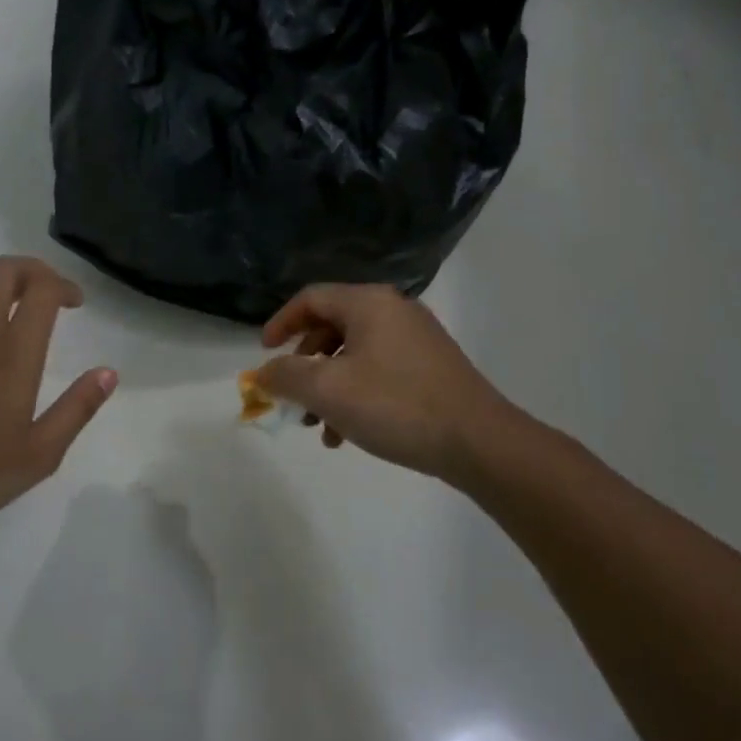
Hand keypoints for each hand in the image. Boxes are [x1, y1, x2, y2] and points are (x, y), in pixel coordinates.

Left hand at [0, 257, 117, 527]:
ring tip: (9, 327)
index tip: (74, 302)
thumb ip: (77, 409)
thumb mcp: (39, 454)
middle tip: (45, 293)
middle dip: (30, 270)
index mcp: (12, 355)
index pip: (40, 289)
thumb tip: (108, 373)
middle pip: (2, 271)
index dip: (62, 284)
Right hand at [256, 283, 513, 483]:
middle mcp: (393, 311)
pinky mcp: (431, 367)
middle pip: (332, 327)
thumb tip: (262, 373)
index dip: (281, 323)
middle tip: (292, 395)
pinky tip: (348, 435)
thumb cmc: (395, 405)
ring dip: (328, 387)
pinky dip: (356, 395)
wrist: (478, 441)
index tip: (264, 354)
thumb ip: (286, 376)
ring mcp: (416, 339)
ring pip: (354, 355)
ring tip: (318, 427)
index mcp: (369, 303)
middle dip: (304, 364)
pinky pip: (379, 371)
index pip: (311, 298)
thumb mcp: (328, 390)